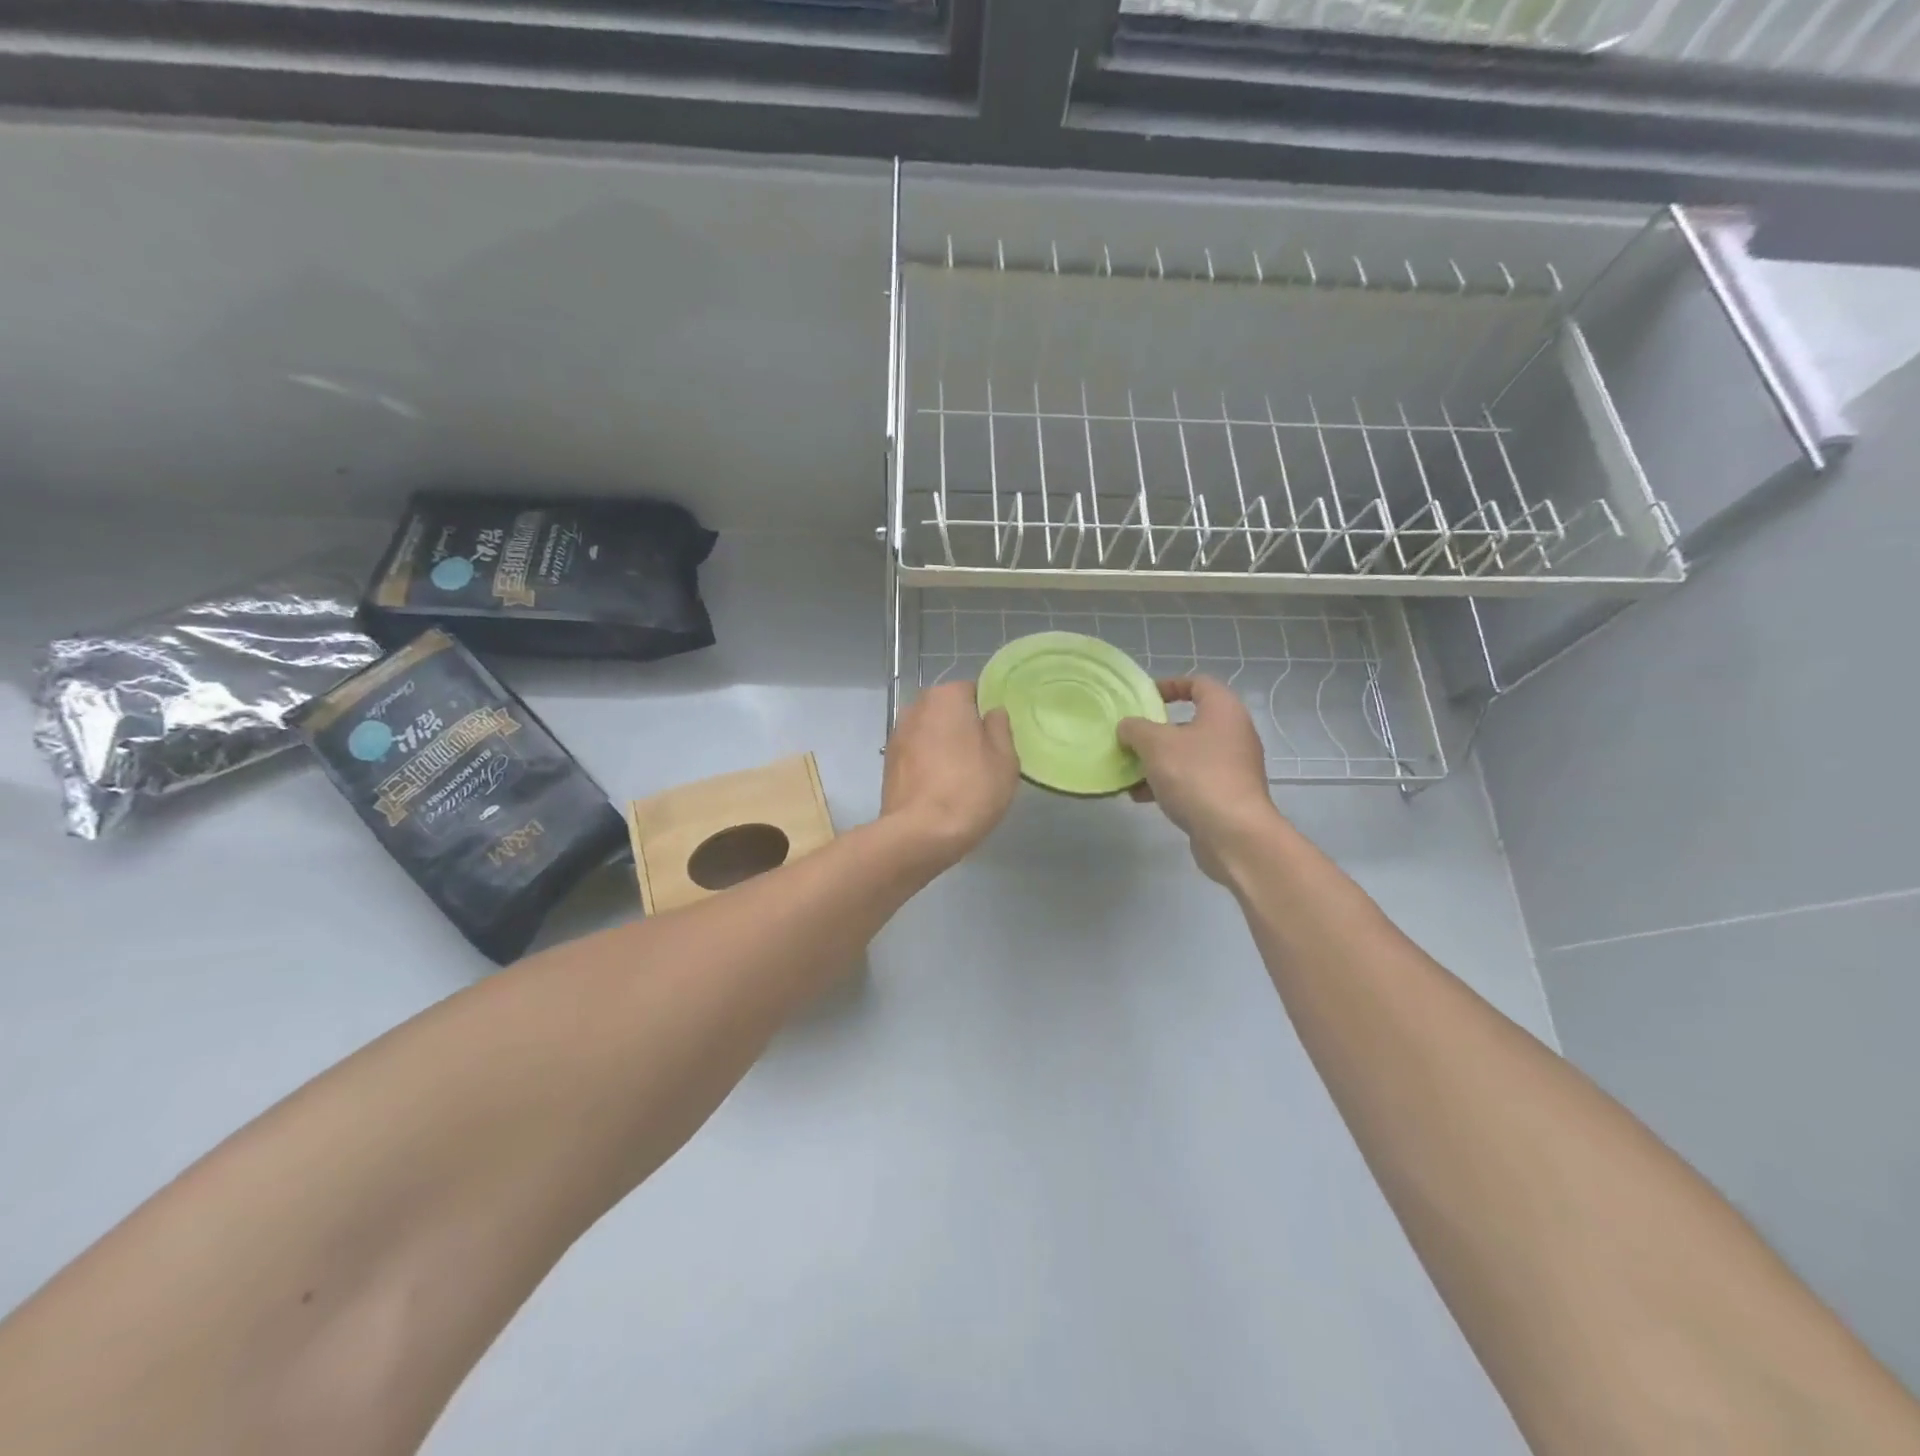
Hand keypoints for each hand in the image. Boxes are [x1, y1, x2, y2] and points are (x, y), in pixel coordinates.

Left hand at [881, 681, 1018, 871]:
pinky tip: (939, 787)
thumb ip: (1000, 728)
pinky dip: (927, 763)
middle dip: (963, 727)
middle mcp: (916, 706)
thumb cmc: (970, 790)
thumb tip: (992, 713)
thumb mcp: (1004, 759)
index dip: (987, 713)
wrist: (919, 834)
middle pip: (948, 710)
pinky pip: (916, 753)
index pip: (973, 691)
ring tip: (960, 776)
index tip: (997, 738)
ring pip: (930, 732)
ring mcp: (897, 734)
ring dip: (943, 746)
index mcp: (946, 696)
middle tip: (982, 758)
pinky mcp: (888, 762)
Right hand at [1117, 677, 1282, 883]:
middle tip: (1131, 738)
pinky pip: (1192, 780)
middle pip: (1190, 722)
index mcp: (1223, 711)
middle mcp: (1234, 734)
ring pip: (1188, 755)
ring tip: (1129, 772)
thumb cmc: (1196, 775)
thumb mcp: (1155, 744)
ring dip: (1157, 761)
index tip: (1144, 698)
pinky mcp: (1227, 795)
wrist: (1234, 833)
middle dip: (1156, 731)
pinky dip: (1168, 784)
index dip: (1170, 685)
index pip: (1198, 683)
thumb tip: (1128, 726)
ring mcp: (1233, 767)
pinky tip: (1141, 797)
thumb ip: (1136, 728)